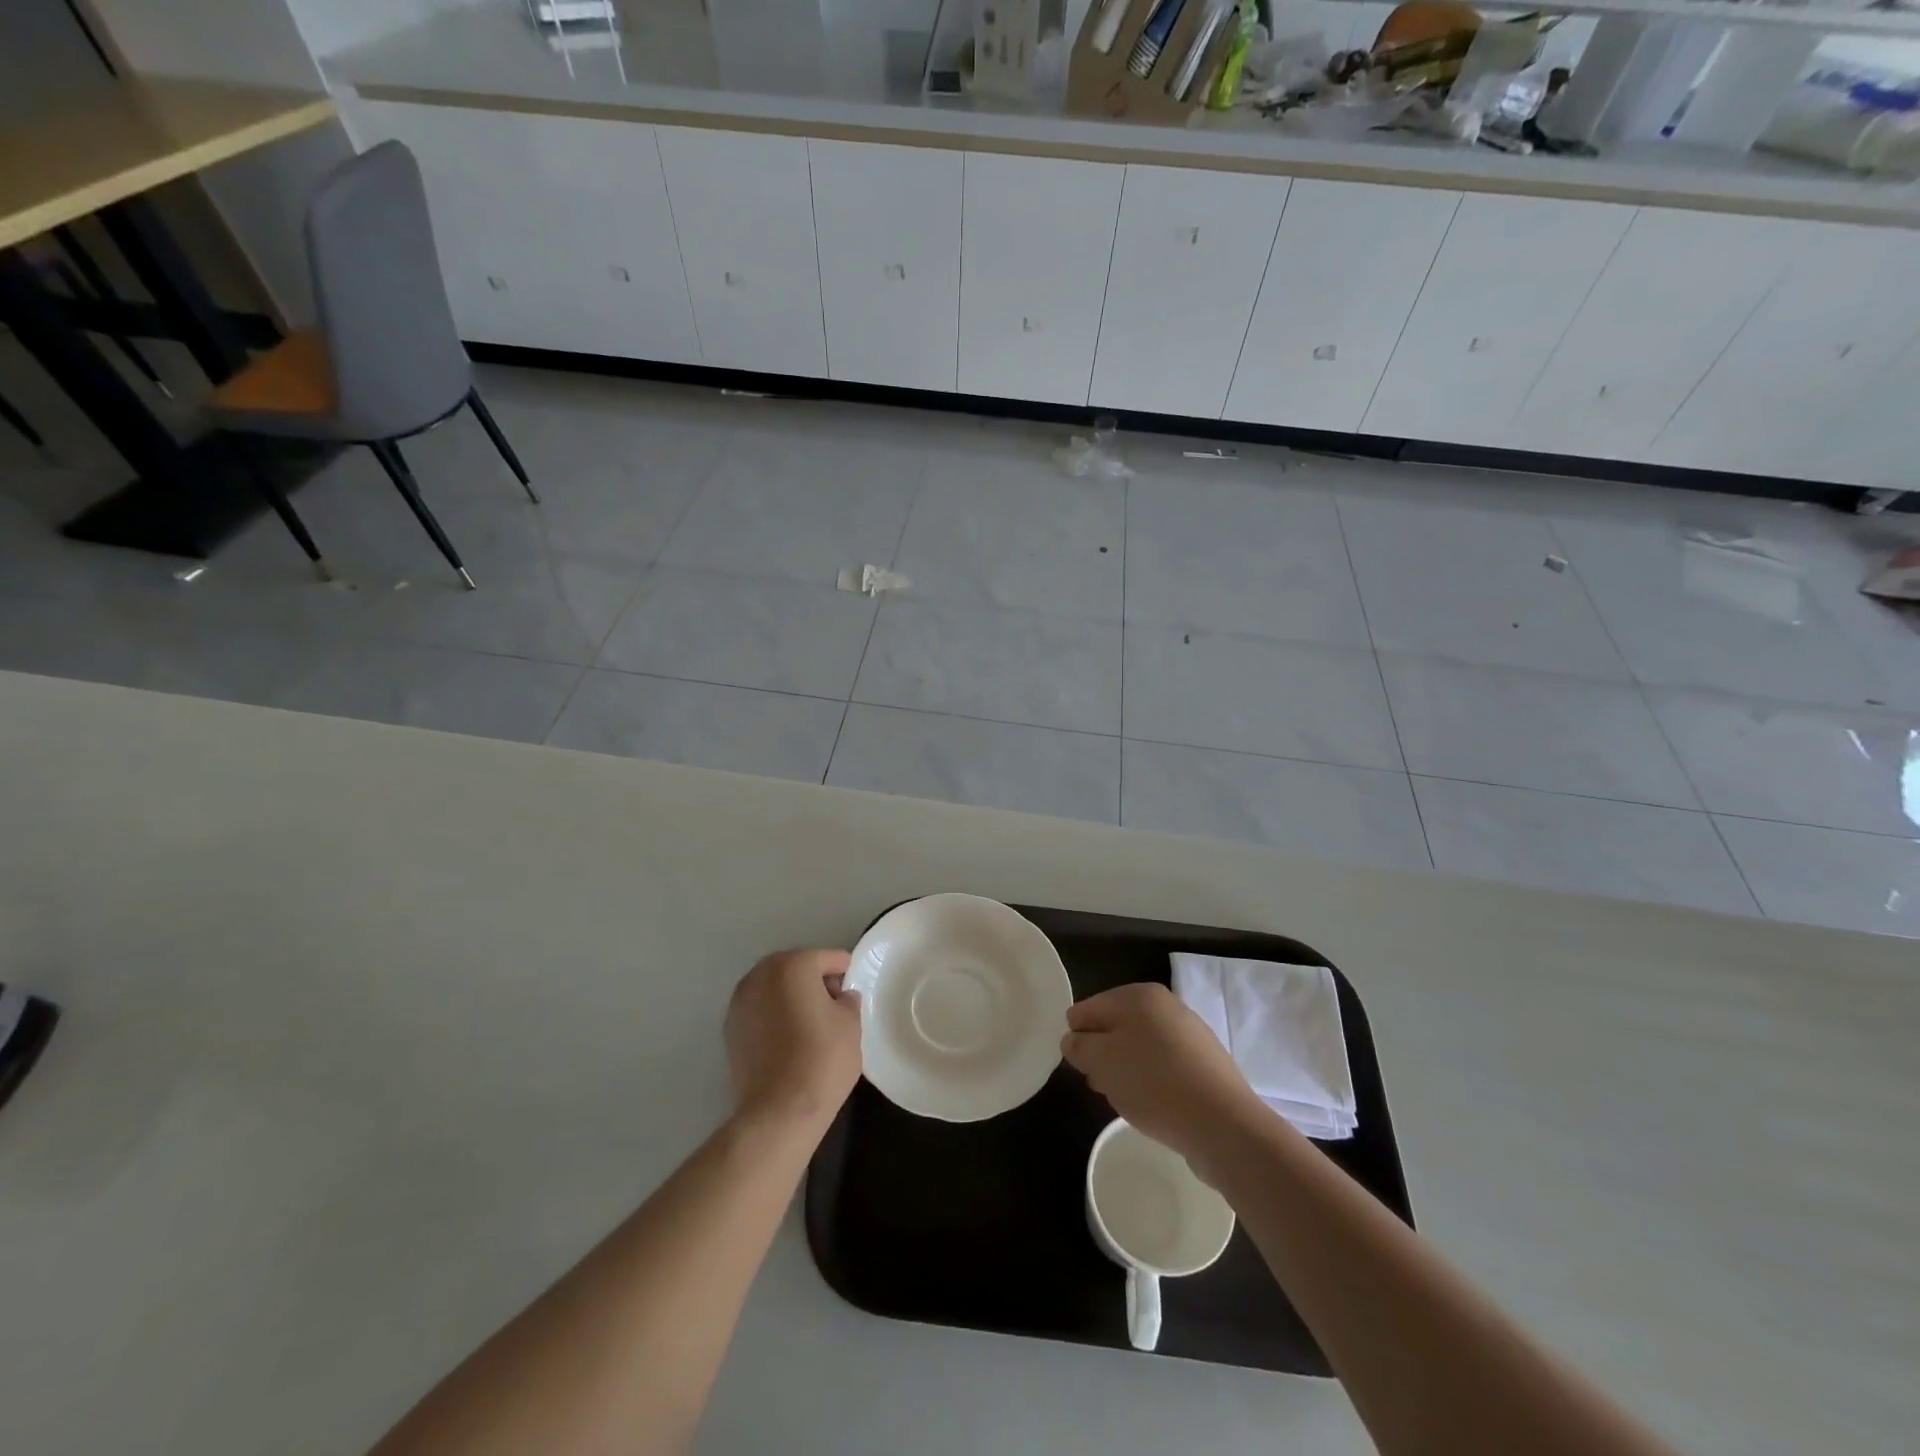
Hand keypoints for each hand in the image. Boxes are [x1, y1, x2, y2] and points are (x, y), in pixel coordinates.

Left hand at [725, 948, 862, 1129]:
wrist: (778, 1112)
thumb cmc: (822, 1059)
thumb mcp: (851, 1024)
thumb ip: (848, 1000)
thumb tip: (841, 996)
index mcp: (793, 965)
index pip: (828, 958)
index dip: (845, 973)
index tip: (853, 993)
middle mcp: (761, 975)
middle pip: (796, 968)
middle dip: (815, 981)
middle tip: (834, 1007)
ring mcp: (740, 1001)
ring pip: (775, 988)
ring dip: (792, 997)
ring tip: (810, 1025)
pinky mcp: (730, 1028)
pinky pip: (760, 1010)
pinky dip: (774, 1015)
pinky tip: (789, 1039)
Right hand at [1062, 982, 1265, 1172]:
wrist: (1223, 1124)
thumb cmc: (1153, 1083)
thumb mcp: (1101, 1062)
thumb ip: (1079, 1046)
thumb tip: (1074, 1040)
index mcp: (1138, 995)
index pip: (1088, 1008)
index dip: (1077, 1038)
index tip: (1080, 1068)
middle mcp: (1166, 1005)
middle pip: (1116, 1026)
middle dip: (1102, 1054)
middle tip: (1100, 1085)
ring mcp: (1189, 1033)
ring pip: (1140, 1047)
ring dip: (1125, 1070)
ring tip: (1126, 1100)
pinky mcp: (1205, 1063)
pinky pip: (1164, 1065)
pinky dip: (1151, 1081)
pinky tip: (1153, 1106)